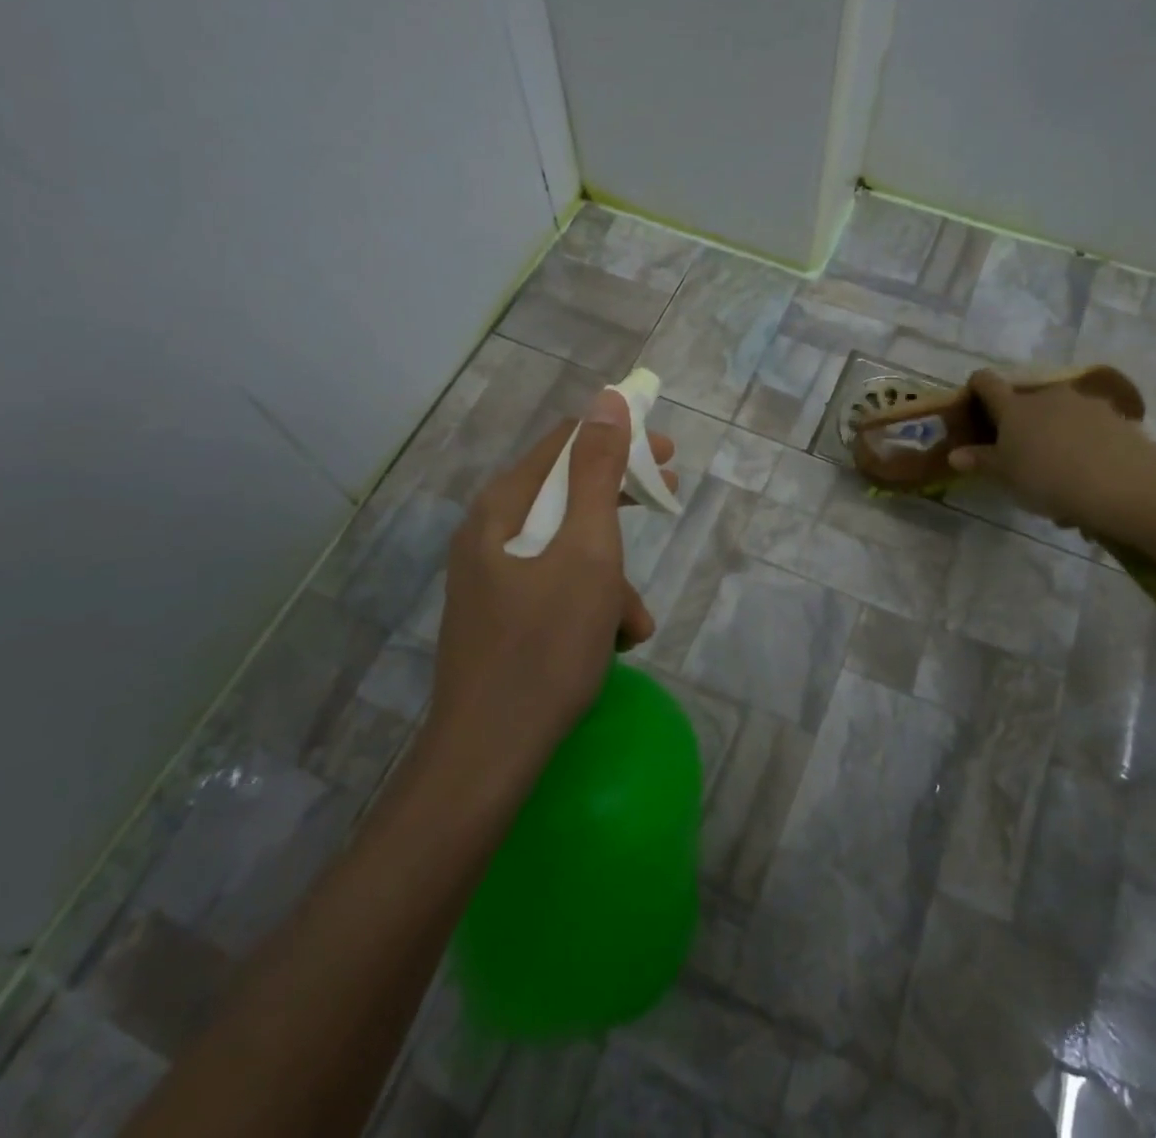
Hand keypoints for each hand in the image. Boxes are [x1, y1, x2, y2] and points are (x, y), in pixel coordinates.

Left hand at [425, 389, 676, 785]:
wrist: (488, 756)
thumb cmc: (545, 646)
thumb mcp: (586, 552)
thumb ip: (598, 473)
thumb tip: (609, 400)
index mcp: (503, 507)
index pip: (566, 444)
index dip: (619, 440)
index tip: (667, 455)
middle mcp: (491, 532)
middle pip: (567, 494)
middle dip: (620, 503)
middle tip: (666, 499)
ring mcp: (494, 577)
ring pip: (569, 549)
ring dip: (611, 574)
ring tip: (633, 622)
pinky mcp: (503, 615)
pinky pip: (557, 587)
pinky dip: (591, 604)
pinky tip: (614, 643)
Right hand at [948, 368, 1155, 539]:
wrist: (1124, 484)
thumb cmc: (1048, 477)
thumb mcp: (1006, 476)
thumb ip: (981, 461)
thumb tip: (955, 454)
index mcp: (1014, 407)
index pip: (987, 382)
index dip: (976, 387)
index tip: (972, 402)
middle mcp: (1047, 396)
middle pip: (1026, 400)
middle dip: (1020, 421)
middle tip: (1018, 453)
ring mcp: (1085, 404)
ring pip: (1059, 415)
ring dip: (1053, 435)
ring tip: (1057, 473)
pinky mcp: (1116, 419)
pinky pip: (1089, 429)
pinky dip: (1082, 446)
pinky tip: (1087, 478)